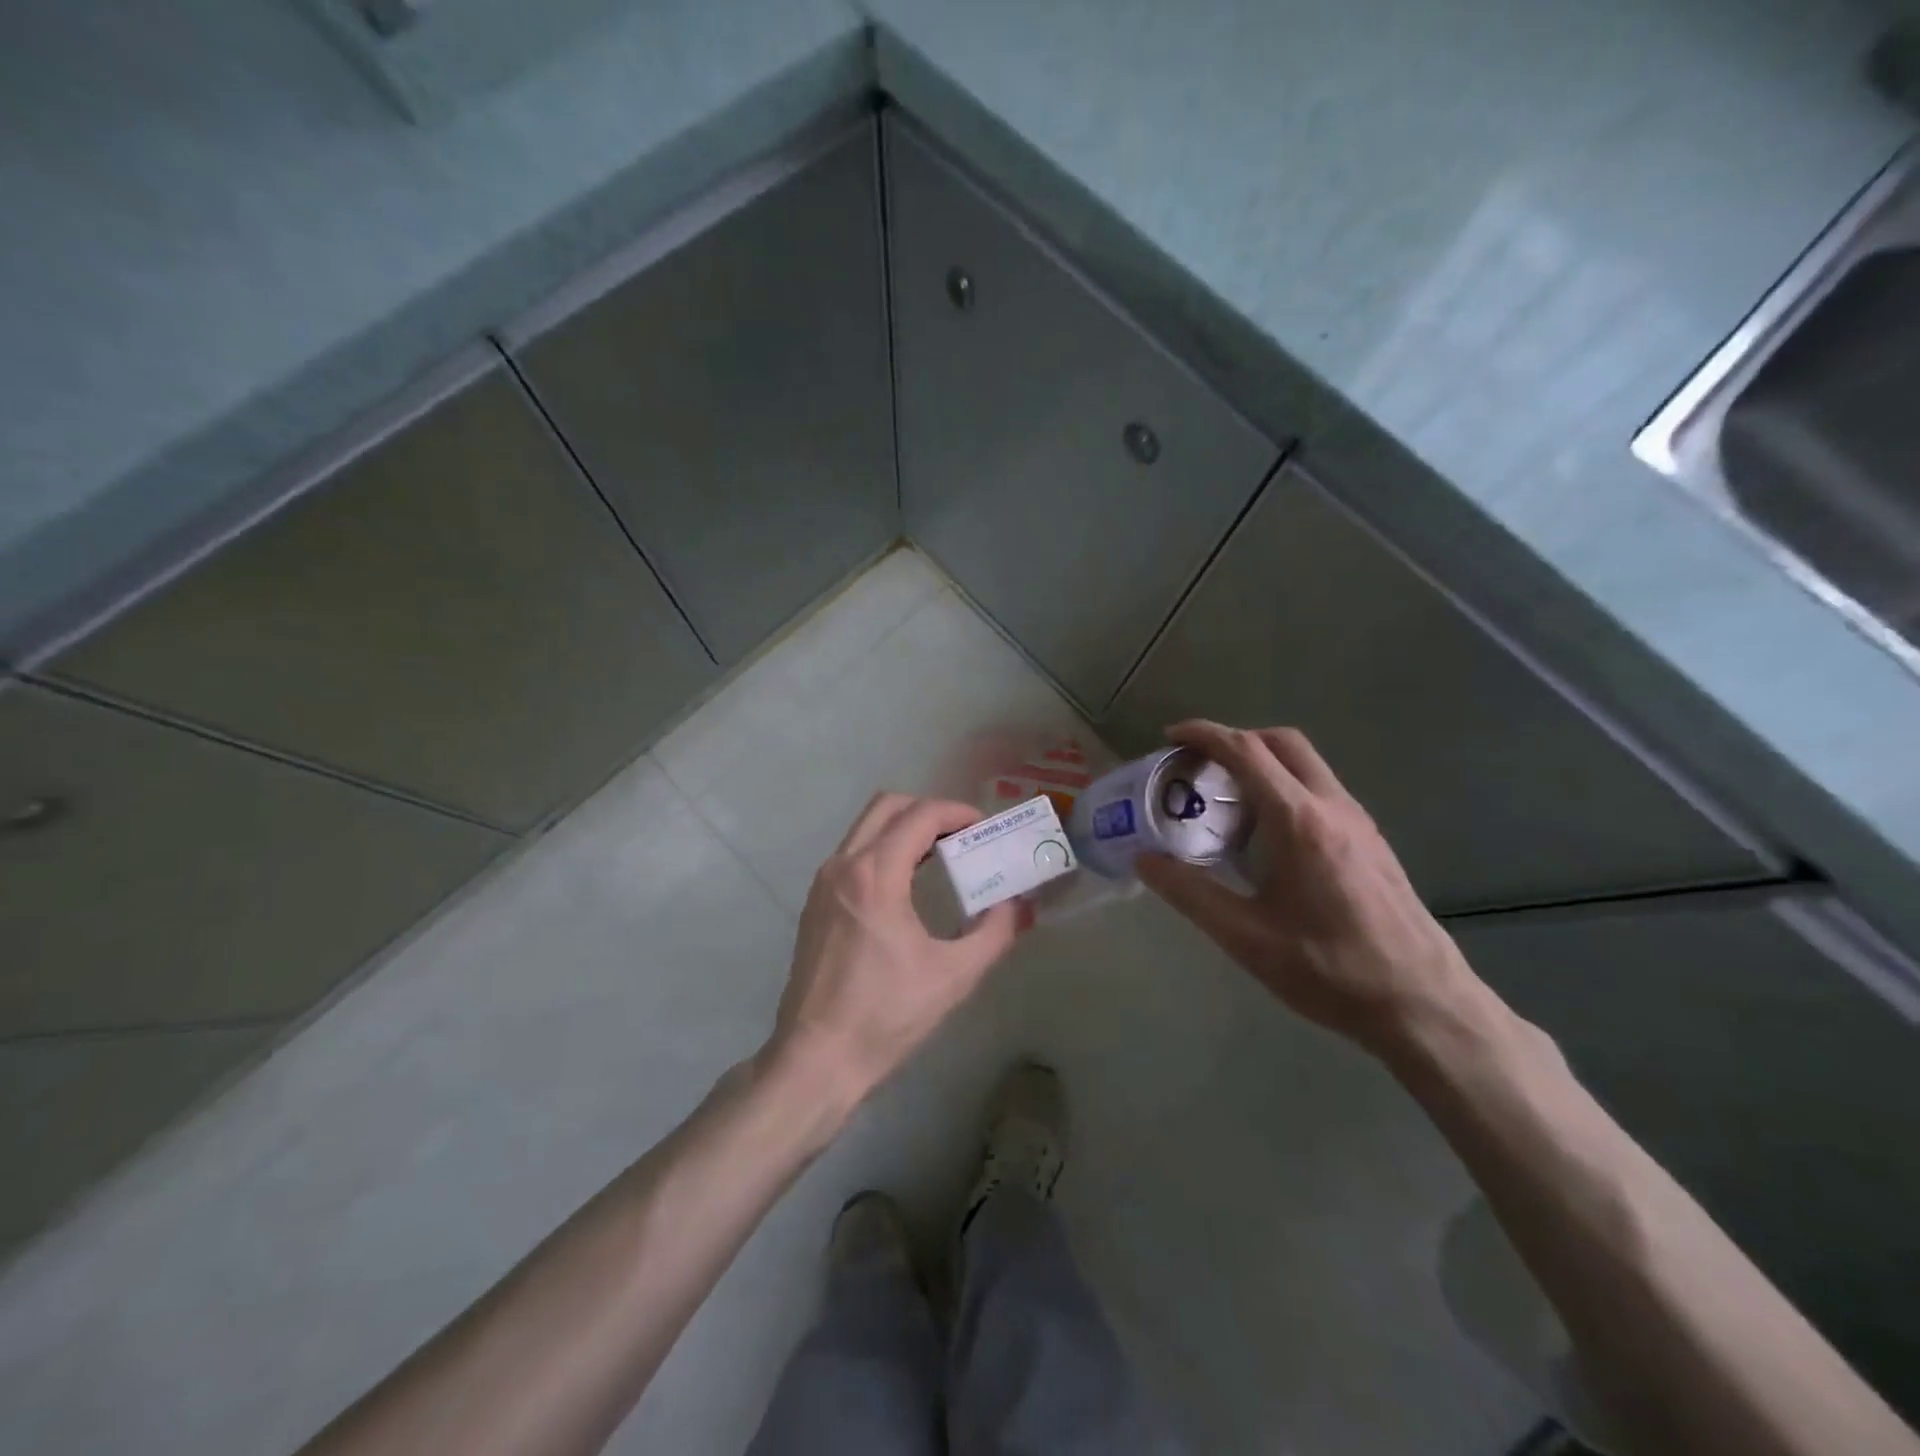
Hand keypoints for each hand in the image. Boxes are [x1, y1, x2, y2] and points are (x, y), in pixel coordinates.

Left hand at [765, 794, 1026, 1112]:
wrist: (816, 1058)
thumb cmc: (885, 1016)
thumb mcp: (953, 977)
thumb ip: (994, 933)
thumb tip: (1019, 906)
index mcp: (875, 876)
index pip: (919, 815)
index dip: (957, 812)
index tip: (983, 827)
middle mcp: (843, 866)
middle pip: (887, 806)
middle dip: (929, 810)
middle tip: (962, 835)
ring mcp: (823, 882)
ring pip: (866, 827)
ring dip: (904, 827)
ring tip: (942, 855)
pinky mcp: (815, 902)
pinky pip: (853, 852)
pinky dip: (883, 848)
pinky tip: (908, 882)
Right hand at [1135, 721, 1481, 1055]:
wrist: (1422, 1003)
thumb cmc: (1328, 968)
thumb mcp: (1245, 936)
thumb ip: (1189, 892)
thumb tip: (1144, 859)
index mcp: (1298, 821)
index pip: (1246, 751)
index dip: (1205, 734)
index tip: (1170, 736)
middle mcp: (1332, 806)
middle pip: (1282, 742)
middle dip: (1236, 739)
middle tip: (1198, 764)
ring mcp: (1359, 821)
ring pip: (1306, 764)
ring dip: (1263, 763)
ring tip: (1226, 799)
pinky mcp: (1371, 841)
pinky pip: (1320, 790)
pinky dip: (1285, 787)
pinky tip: (1267, 835)